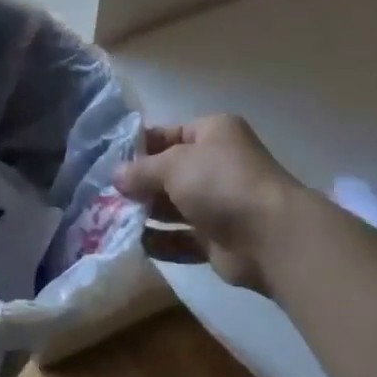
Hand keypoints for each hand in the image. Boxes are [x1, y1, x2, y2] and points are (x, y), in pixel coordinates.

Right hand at [114, 114, 300, 291]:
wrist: (273, 239)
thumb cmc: (221, 183)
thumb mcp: (173, 164)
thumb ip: (140, 170)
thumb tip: (114, 176)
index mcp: (211, 133)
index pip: (166, 135)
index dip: (136, 147)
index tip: (106, 160)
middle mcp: (216, 165)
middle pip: (167, 172)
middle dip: (137, 183)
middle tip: (102, 192)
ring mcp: (218, 204)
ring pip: (172, 206)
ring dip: (145, 212)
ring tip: (109, 217)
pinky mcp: (218, 240)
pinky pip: (181, 238)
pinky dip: (159, 240)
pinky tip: (133, 242)